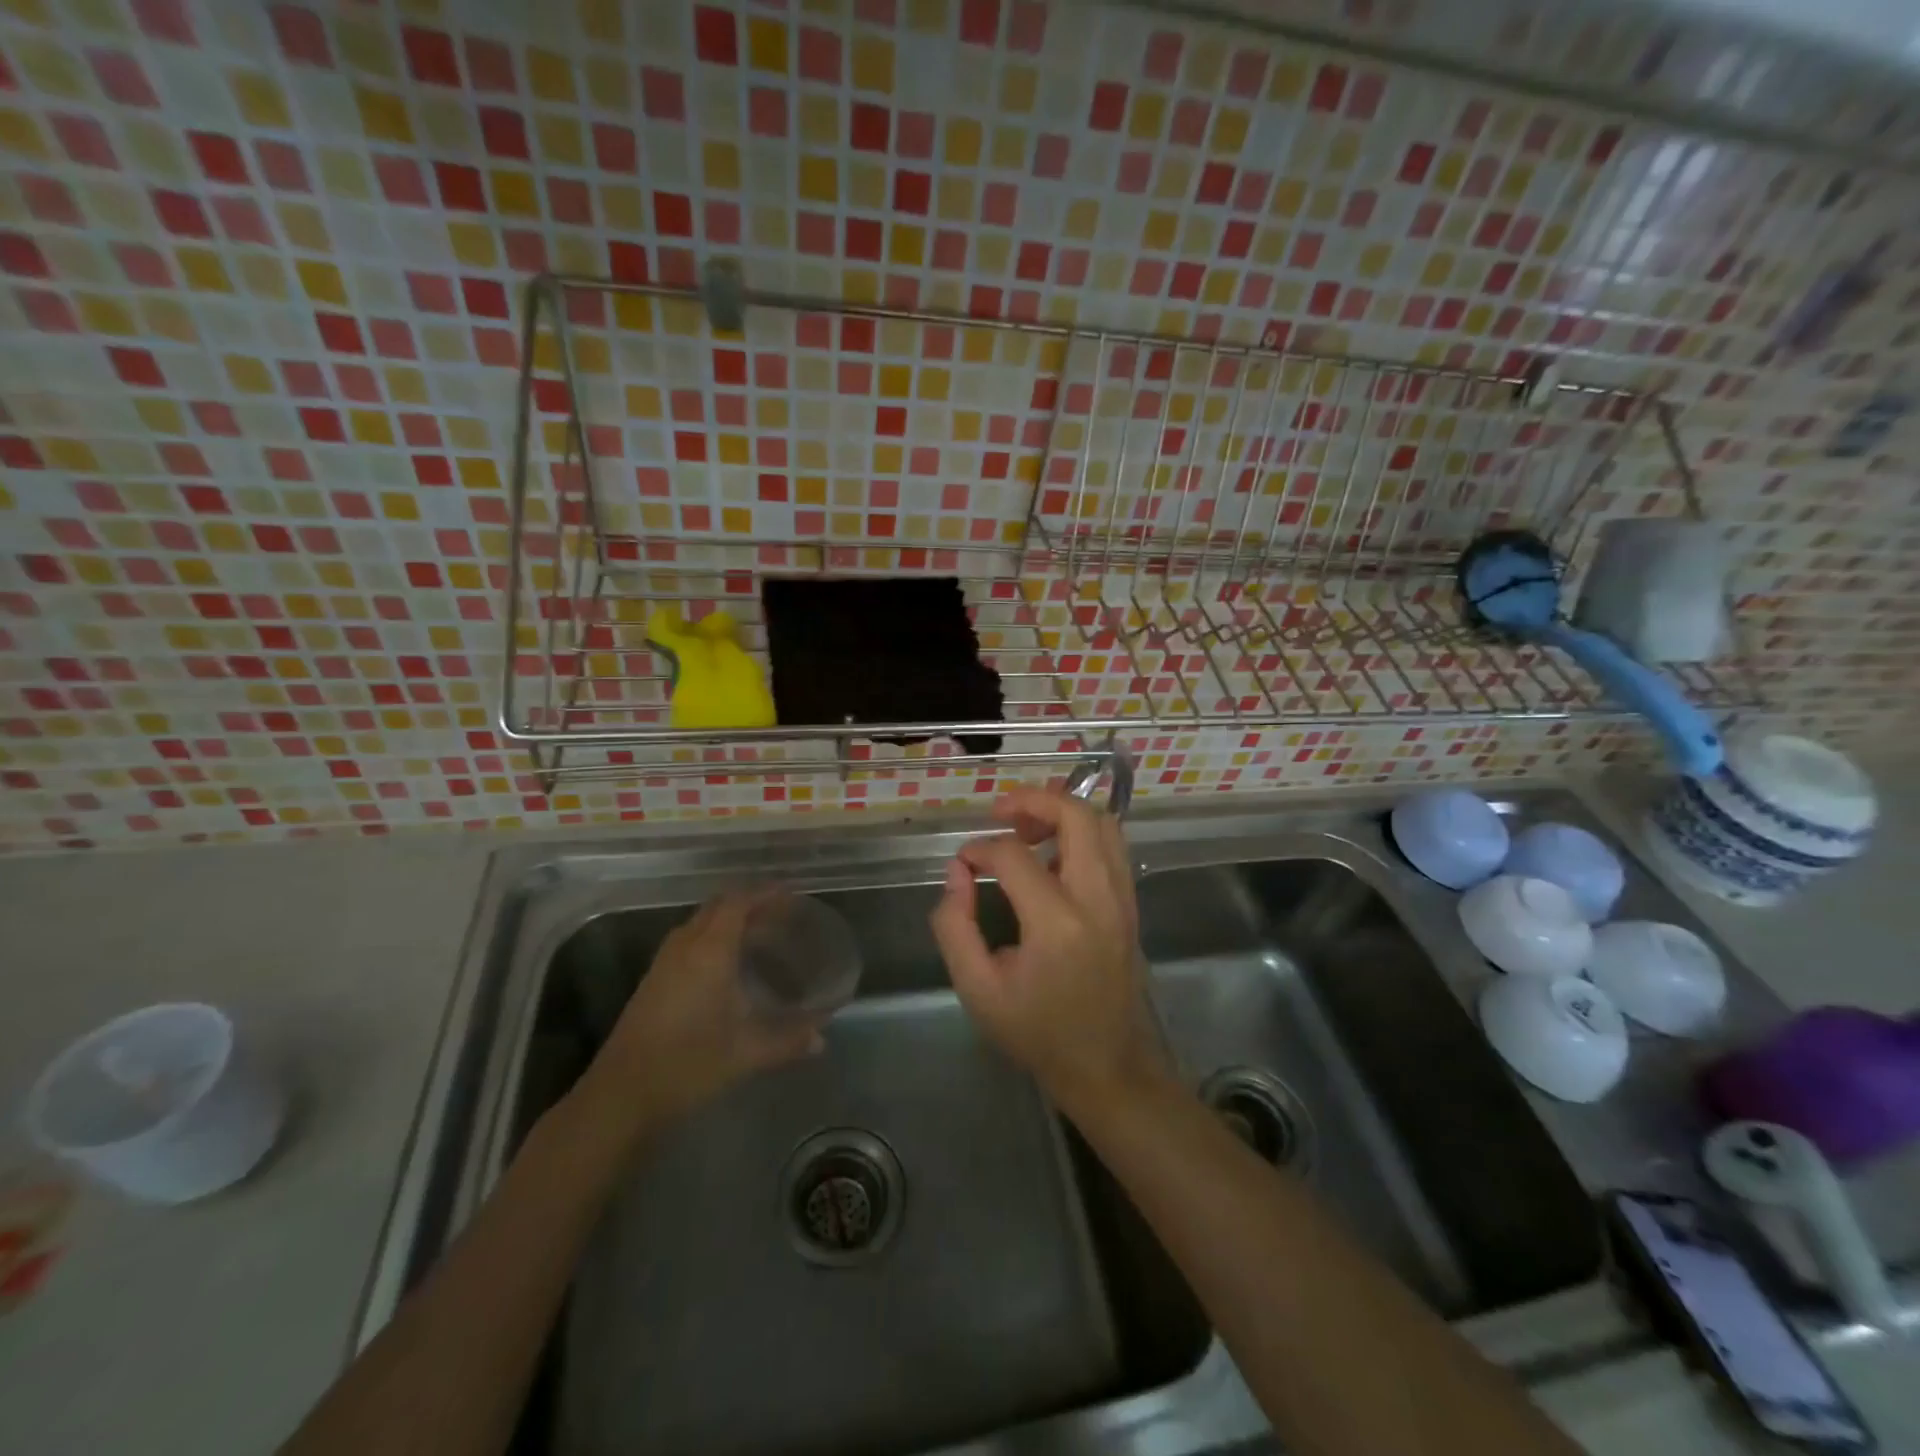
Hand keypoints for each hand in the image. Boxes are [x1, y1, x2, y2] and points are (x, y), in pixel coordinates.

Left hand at [581, 890, 822, 1135]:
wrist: (621, 1096)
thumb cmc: (688, 1064)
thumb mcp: (746, 1053)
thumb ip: (788, 1041)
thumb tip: (823, 1037)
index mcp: (709, 951)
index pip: (738, 903)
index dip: (765, 894)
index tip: (791, 894)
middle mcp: (685, 947)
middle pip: (717, 907)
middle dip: (748, 902)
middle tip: (779, 914)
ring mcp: (664, 963)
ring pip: (699, 923)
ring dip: (727, 919)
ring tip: (757, 934)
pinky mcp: (652, 981)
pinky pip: (687, 941)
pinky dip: (711, 937)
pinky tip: (726, 965)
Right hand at [930, 788, 1168, 1107]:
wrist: (1106, 1067)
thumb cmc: (1037, 1032)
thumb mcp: (978, 990)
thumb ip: (955, 926)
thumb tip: (958, 872)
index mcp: (1058, 924)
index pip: (1014, 856)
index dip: (980, 850)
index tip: (962, 864)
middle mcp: (1098, 899)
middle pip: (1076, 816)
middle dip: (1034, 799)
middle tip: (1000, 811)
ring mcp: (1122, 900)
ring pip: (1103, 824)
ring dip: (1063, 812)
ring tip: (1027, 827)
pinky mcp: (1130, 905)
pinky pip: (1112, 846)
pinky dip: (1082, 833)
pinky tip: (1052, 854)